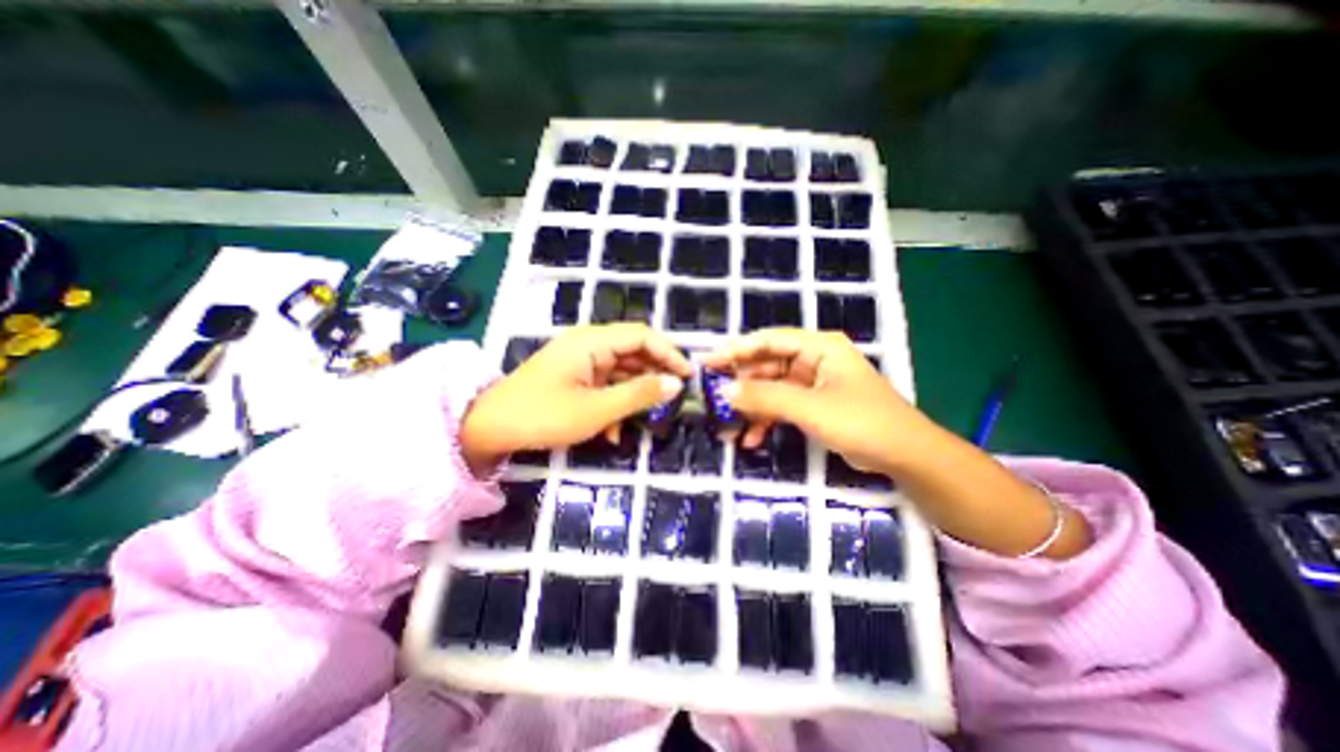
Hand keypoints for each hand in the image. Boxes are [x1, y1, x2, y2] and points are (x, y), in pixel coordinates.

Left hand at [461, 322, 688, 474]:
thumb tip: (676, 384)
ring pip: (620, 372)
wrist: (487, 429)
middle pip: (633, 352)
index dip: (669, 353)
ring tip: (645, 421)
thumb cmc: (543, 416)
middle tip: (673, 399)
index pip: (642, 336)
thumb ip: (639, 394)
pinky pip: (604, 385)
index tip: (688, 375)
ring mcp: (580, 362)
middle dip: (654, 376)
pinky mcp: (574, 378)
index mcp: (592, 341)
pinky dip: (614, 404)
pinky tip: (614, 431)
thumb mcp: (597, 409)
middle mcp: (588, 344)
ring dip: (633, 396)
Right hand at [701, 325, 934, 473]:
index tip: (708, 363)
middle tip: (713, 398)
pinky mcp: (814, 405)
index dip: (736, 350)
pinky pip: (782, 407)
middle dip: (741, 385)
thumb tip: (724, 392)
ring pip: (772, 389)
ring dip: (751, 408)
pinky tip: (752, 439)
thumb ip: (766, 398)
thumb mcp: (809, 408)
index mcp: (818, 347)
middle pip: (767, 365)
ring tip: (729, 427)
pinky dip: (766, 421)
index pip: (768, 340)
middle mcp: (813, 360)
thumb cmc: (861, 421)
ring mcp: (813, 384)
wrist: (904, 456)